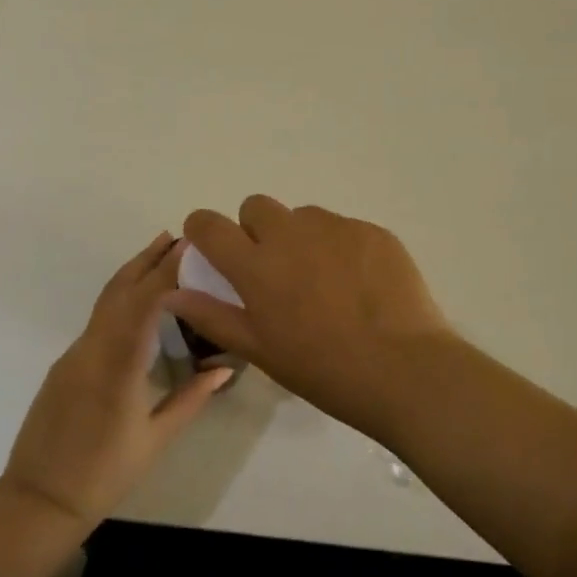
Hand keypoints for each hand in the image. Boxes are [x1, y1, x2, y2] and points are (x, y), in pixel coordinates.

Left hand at [0, 233, 232, 530]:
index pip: (144, 304)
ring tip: (160, 254)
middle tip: (177, 236)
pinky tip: (137, 302)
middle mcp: (91, 350)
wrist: (39, 499)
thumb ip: (191, 399)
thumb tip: (225, 370)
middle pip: (119, 291)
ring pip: (105, 302)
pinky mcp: (65, 364)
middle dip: (148, 259)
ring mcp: (73, 355)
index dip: (166, 271)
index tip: (190, 248)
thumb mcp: (155, 440)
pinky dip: (120, 299)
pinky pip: (97, 320)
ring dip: (132, 274)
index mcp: (117, 367)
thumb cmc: (103, 475)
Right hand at [167, 196, 452, 435]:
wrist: (404, 370)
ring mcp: (336, 228)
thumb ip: (212, 315)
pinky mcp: (373, 231)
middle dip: (256, 229)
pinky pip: (343, 228)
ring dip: (301, 238)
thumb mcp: (260, 350)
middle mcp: (291, 234)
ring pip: (303, 217)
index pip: (209, 225)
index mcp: (256, 265)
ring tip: (324, 282)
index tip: (212, 248)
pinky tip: (360, 285)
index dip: (203, 231)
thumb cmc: (323, 369)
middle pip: (256, 206)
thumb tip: (172, 294)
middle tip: (275, 270)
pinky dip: (341, 248)